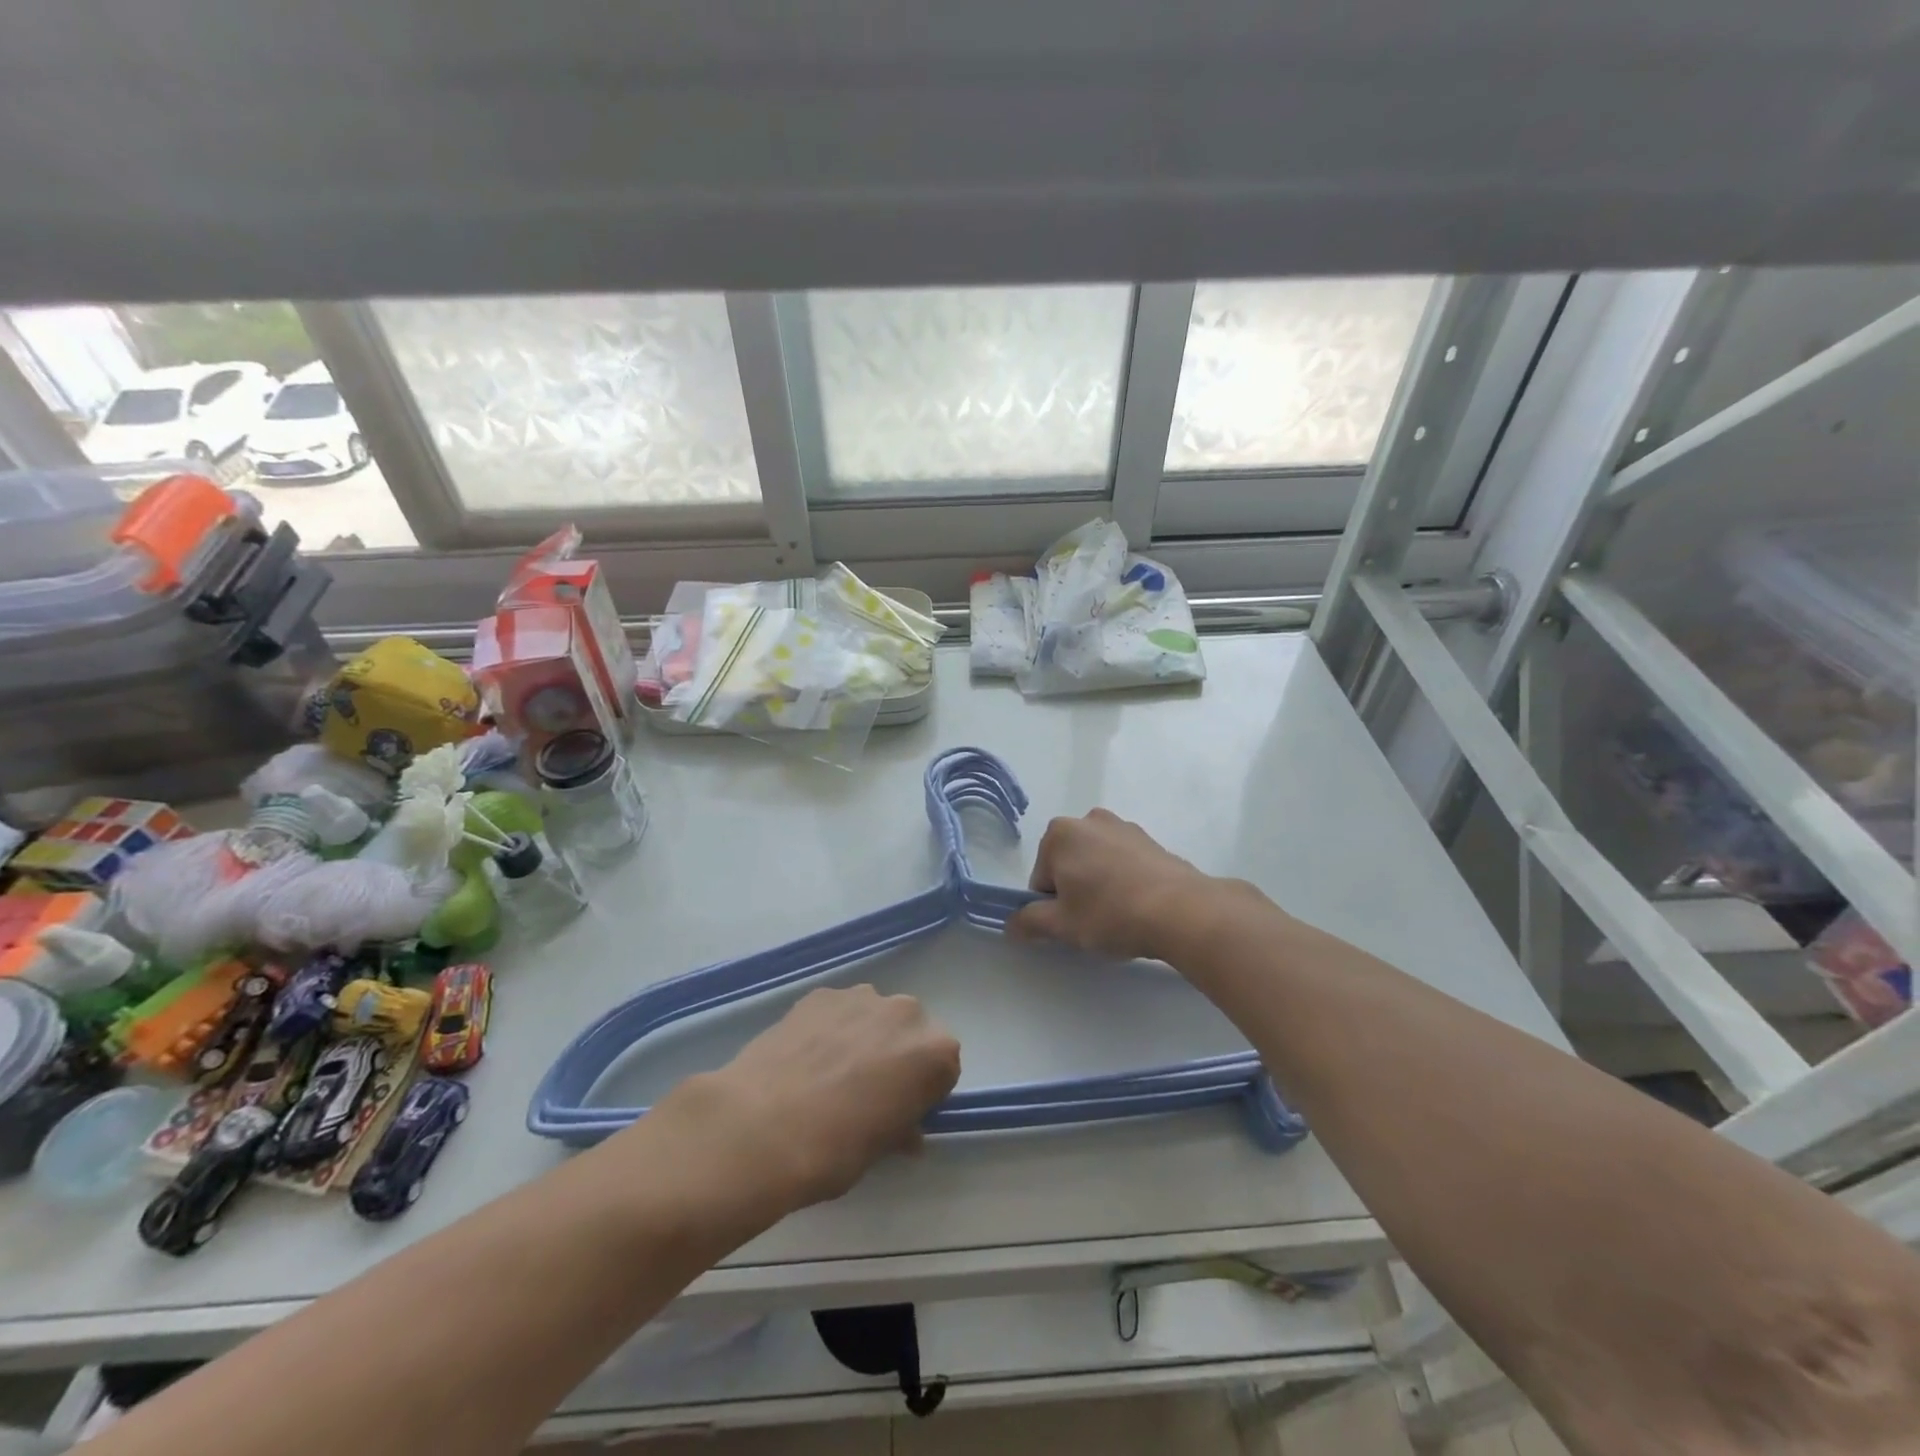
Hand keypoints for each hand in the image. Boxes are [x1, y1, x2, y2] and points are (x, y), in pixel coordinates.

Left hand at [662, 986, 960, 1214]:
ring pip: (873, 1016)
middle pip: (910, 1032)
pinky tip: (804, 1059)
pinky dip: (829, 1028)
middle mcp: (906, 1013)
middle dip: (895, 1056)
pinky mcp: (821, 993)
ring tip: (827, 1074)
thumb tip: (902, 1129)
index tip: (900, 1112)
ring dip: (862, 1036)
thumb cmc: (835, 1149)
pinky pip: (837, 1010)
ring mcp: (861, 996)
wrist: (762, 1127)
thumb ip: (901, 1126)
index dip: (922, 1091)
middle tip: (864, 1092)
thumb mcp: (881, 1149)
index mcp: (935, 1052)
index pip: (943, 1068)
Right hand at [1006, 808, 1225, 962]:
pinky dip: (1124, 881)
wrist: (1181, 910)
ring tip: (1120, 915)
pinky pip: (1123, 862)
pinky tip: (1139, 906)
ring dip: (1099, 885)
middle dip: (1075, 891)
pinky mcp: (1151, 840)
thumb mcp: (1062, 925)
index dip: (1052, 906)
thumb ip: (1029, 922)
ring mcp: (1123, 827)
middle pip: (1067, 865)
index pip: (1041, 878)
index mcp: (1059, 833)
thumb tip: (1011, 924)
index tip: (1072, 924)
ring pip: (1096, 863)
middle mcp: (1089, 820)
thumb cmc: (1110, 913)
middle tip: (1093, 921)